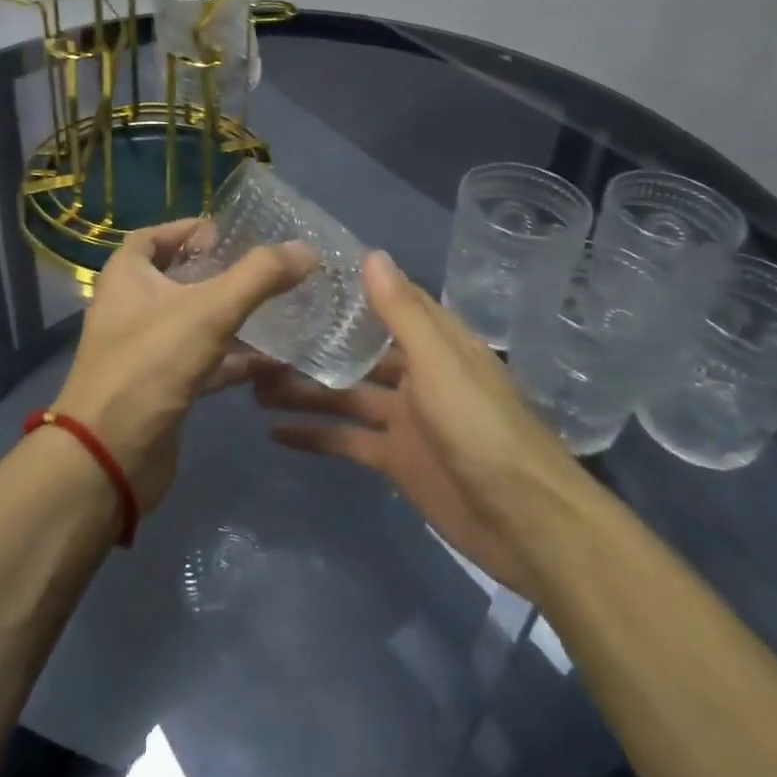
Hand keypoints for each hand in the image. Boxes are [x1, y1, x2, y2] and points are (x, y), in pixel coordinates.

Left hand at [54, 219, 316, 512]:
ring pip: (194, 322)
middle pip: (177, 278)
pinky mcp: (162, 388)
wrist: (109, 457)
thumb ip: (259, 276)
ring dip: (232, 316)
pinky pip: (203, 362)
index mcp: (127, 276)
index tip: (229, 232)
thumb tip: (307, 250)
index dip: (188, 229)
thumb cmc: (150, 365)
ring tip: (279, 309)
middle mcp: (131, 307)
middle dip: (219, 272)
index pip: (153, 236)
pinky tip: (274, 362)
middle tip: (264, 269)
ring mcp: (145, 350)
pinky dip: (234, 360)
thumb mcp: (209, 311)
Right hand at [256, 251, 576, 595]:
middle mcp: (417, 373)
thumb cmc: (481, 428)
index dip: (350, 289)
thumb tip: (371, 254)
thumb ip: (402, 313)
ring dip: (305, 389)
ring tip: (253, 382)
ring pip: (345, 394)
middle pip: (358, 351)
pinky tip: (274, 432)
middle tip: (260, 335)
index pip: (388, 303)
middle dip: (316, 344)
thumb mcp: (439, 363)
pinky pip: (347, 439)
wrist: (523, 522)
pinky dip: (314, 435)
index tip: (301, 275)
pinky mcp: (395, 459)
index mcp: (435, 343)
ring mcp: (405, 418)